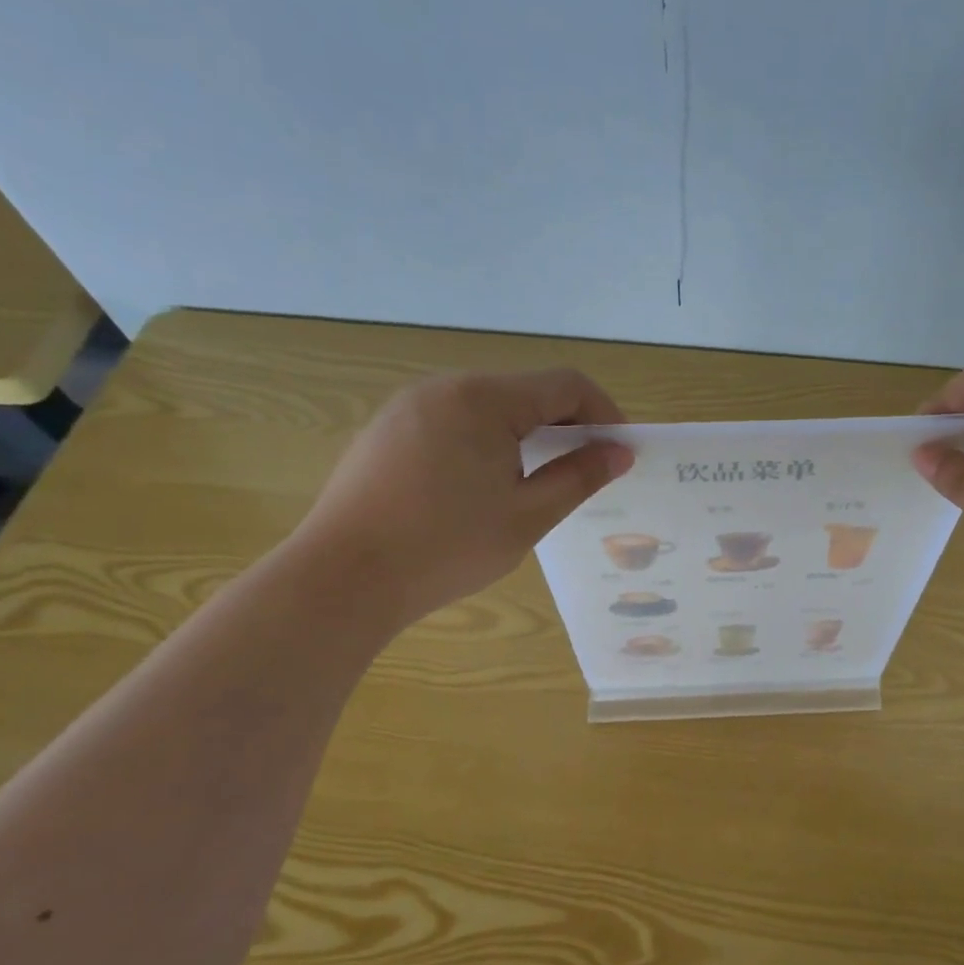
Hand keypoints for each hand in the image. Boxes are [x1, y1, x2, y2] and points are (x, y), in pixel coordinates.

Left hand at [287, 368, 633, 622]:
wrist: (343, 579)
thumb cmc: (446, 547)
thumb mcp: (527, 516)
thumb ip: (578, 477)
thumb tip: (619, 453)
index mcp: (484, 399)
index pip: (566, 385)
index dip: (604, 414)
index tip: (620, 453)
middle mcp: (445, 387)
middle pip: (527, 392)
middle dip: (566, 426)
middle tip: (585, 472)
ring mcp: (409, 407)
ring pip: (489, 407)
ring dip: (526, 435)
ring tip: (537, 482)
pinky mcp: (386, 431)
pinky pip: (453, 422)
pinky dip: (486, 443)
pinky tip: (481, 487)